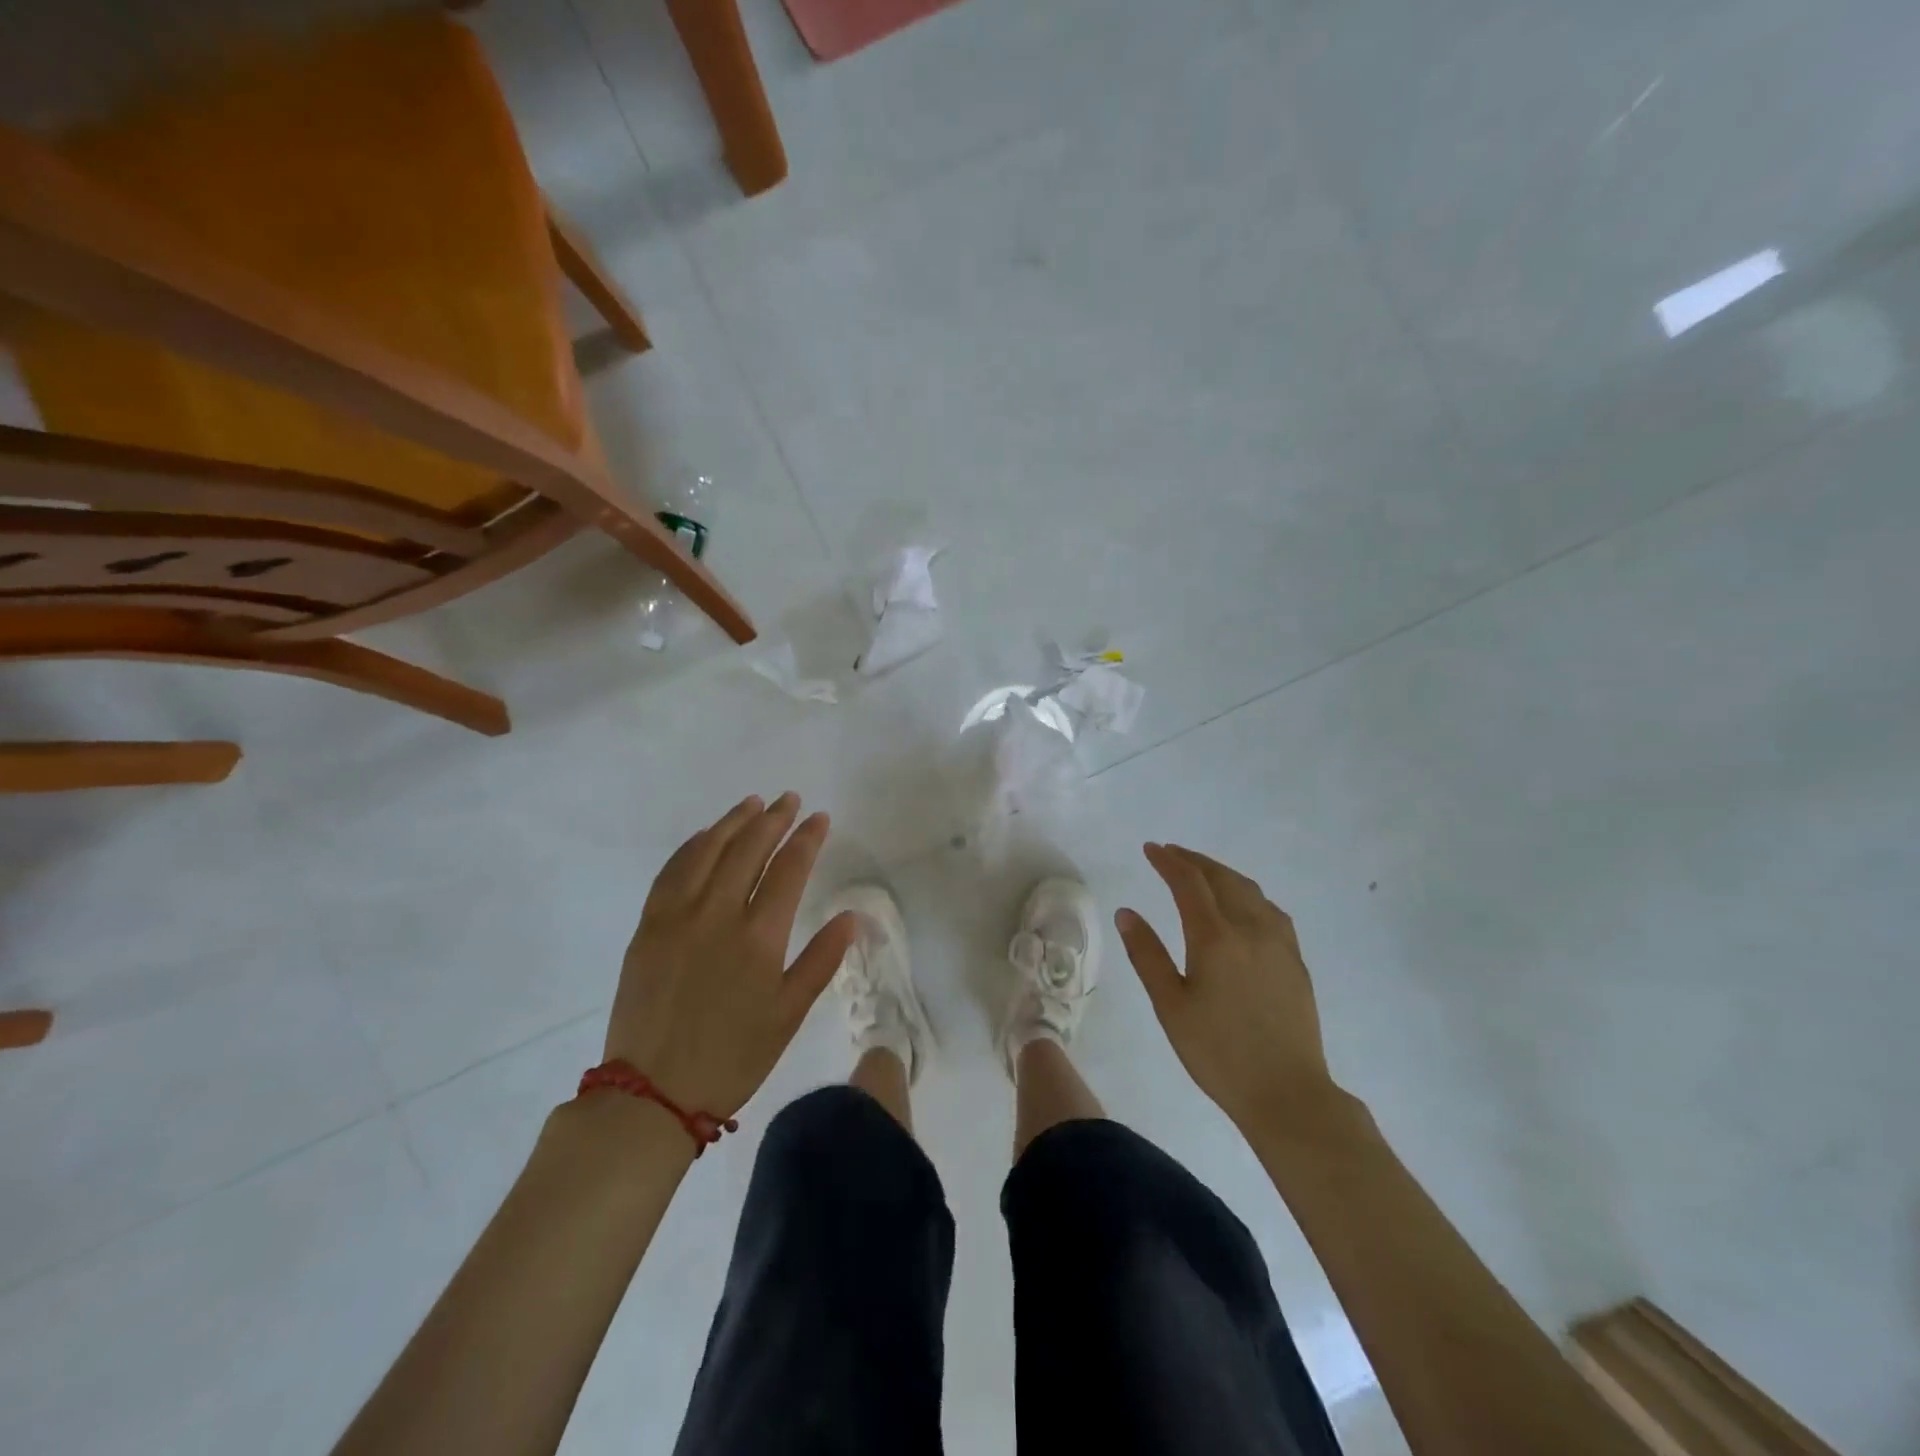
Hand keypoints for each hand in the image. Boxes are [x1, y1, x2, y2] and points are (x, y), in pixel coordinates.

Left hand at [604, 792, 856, 1119]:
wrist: (651, 1093)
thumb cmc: (732, 1058)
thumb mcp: (788, 1015)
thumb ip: (821, 961)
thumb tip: (851, 917)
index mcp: (758, 937)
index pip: (789, 869)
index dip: (807, 838)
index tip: (819, 817)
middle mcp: (717, 914)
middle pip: (748, 849)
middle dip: (773, 819)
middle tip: (789, 800)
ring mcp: (676, 916)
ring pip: (708, 851)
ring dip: (733, 822)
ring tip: (753, 803)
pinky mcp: (647, 926)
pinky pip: (672, 871)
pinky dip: (693, 846)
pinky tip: (705, 836)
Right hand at [1116, 843, 1338, 1129]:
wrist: (1288, 1092)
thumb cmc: (1218, 1053)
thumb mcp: (1170, 1006)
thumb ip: (1146, 954)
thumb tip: (1126, 913)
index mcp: (1215, 937)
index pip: (1189, 882)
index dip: (1169, 861)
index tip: (1151, 848)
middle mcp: (1250, 929)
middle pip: (1222, 878)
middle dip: (1194, 861)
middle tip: (1171, 853)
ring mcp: (1279, 943)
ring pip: (1250, 890)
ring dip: (1222, 873)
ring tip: (1202, 873)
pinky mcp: (1295, 960)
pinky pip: (1270, 909)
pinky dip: (1247, 894)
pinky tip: (1242, 906)